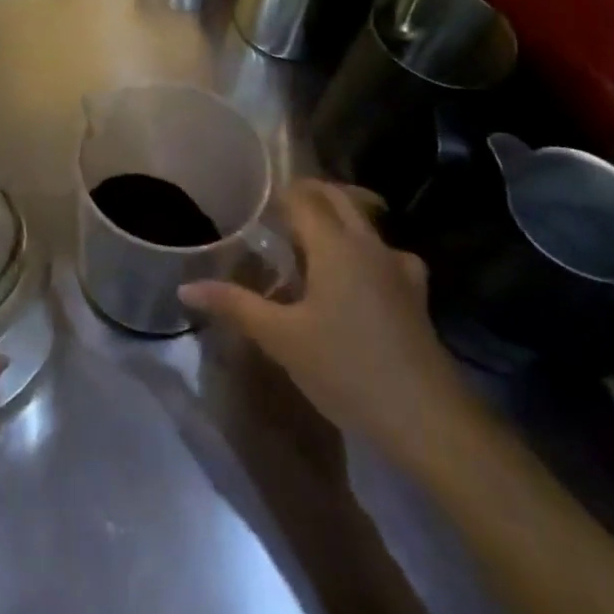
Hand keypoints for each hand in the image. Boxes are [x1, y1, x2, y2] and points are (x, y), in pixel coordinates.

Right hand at [179, 178, 477, 472]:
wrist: (428, 418)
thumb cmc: (346, 369)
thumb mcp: (281, 339)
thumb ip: (234, 305)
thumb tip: (186, 287)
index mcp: (334, 244)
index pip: (303, 197)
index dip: (278, 194)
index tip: (255, 204)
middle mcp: (368, 243)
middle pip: (339, 197)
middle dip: (309, 196)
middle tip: (278, 214)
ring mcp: (398, 266)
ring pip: (365, 222)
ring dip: (339, 218)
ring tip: (313, 241)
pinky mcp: (416, 293)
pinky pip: (384, 252)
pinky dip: (365, 249)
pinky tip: (357, 277)